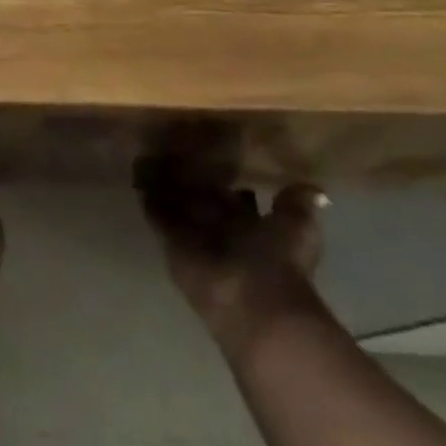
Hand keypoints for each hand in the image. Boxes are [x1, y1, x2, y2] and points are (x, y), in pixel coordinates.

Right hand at [137, 161, 326, 348]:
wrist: (248, 299)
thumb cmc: (279, 261)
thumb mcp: (299, 228)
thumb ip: (296, 205)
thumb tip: (308, 187)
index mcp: (256, 224)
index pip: (240, 196)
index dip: (230, 177)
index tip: (216, 150)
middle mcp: (225, 229)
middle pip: (207, 198)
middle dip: (194, 178)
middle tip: (177, 145)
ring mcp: (196, 235)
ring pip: (180, 203)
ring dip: (168, 183)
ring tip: (150, 153)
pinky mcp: (171, 241)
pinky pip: (157, 213)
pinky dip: (148, 195)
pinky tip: (137, 171)